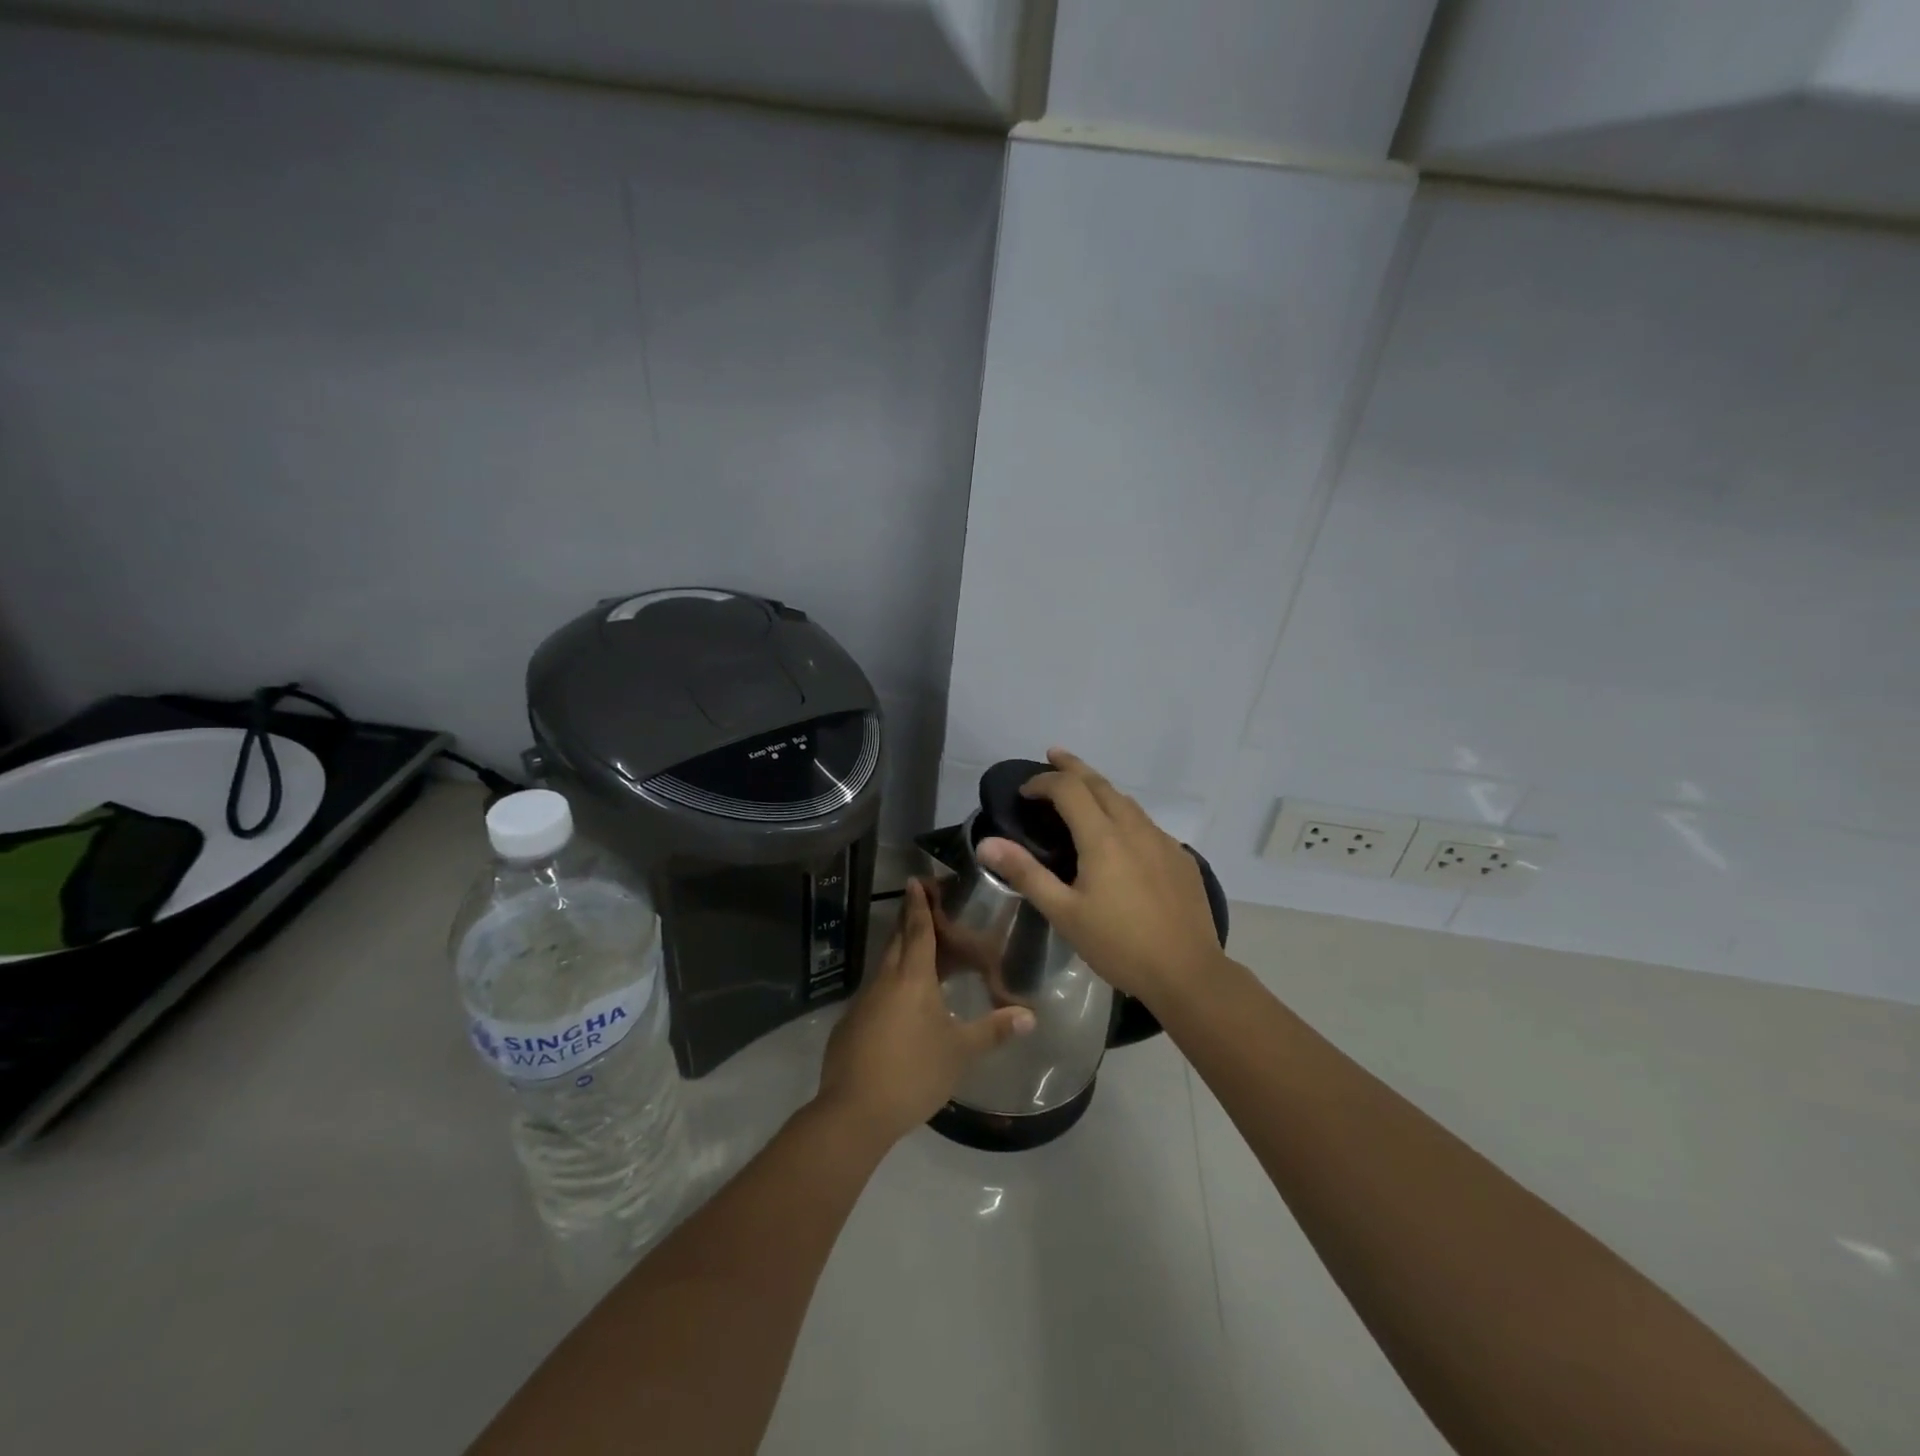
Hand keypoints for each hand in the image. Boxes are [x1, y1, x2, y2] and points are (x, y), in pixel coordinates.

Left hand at [816, 879, 1034, 1145]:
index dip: (920, 904)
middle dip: (910, 921)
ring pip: (885, 966)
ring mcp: (864, 1002)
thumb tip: (1030, 1015)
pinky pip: (876, 992)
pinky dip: (892, 984)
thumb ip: (994, 1030)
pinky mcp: (851, 1025)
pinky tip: (902, 1004)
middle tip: (926, 909)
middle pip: (898, 941)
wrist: (854, 1111)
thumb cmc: (913, 1072)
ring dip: (902, 953)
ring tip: (922, 954)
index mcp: (912, 978)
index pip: (918, 929)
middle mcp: (885, 981)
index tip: (916, 880)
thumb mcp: (960, 1051)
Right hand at [975, 748, 1226, 1009]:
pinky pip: (1146, 824)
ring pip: (1127, 801)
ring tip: (1082, 789)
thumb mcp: (1064, 913)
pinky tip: (1121, 835)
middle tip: (1053, 755)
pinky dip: (1124, 814)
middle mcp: (1134, 828)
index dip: (1043, 782)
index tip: (1024, 791)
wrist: (1188, 973)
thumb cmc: (1119, 945)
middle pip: (1100, 783)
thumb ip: (1025, 873)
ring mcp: (1163, 841)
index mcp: (1103, 838)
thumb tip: (986, 843)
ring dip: (1100, 788)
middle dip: (1073, 767)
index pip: (1069, 789)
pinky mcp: (1180, 858)